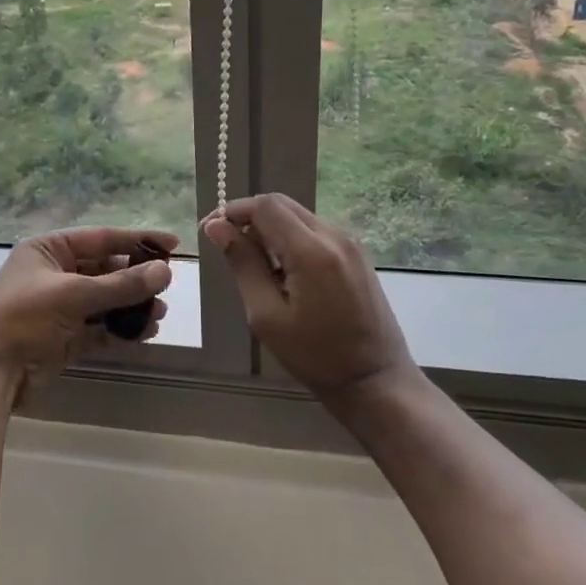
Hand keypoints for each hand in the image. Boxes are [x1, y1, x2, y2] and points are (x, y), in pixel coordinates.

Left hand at [0, 227, 177, 401]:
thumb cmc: (25, 317)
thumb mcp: (74, 294)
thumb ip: (122, 284)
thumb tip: (165, 272)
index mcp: (48, 250)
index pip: (101, 238)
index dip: (137, 240)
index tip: (172, 245)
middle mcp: (54, 274)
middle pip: (105, 270)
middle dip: (136, 280)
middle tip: (166, 288)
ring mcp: (59, 307)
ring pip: (105, 300)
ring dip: (132, 307)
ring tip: (158, 315)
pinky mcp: (64, 337)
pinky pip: (99, 327)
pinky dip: (120, 329)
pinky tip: (144, 333)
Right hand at [201, 194, 410, 396]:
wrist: (375, 380)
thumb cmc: (315, 355)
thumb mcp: (266, 315)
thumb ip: (243, 264)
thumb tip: (217, 228)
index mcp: (312, 251)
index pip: (265, 206)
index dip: (232, 211)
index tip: (210, 232)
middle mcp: (334, 236)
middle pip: (282, 205)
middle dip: (249, 217)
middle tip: (228, 247)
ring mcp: (350, 244)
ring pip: (298, 216)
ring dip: (270, 229)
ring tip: (254, 264)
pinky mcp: (356, 255)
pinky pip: (314, 231)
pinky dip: (290, 239)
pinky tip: (283, 271)